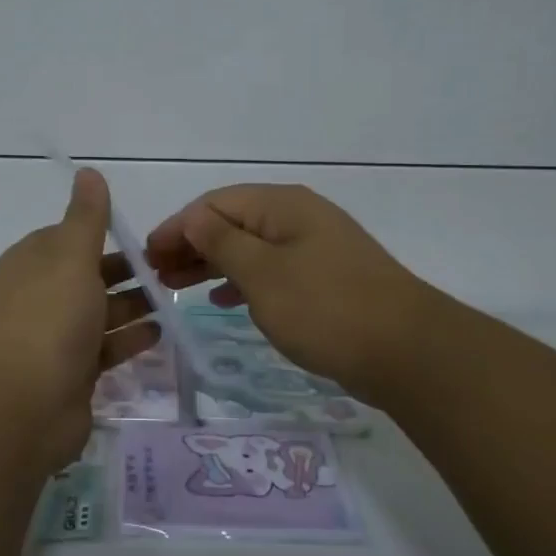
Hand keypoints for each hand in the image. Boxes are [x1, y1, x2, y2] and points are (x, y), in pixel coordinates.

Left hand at [0, 168, 158, 474]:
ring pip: (99, 314)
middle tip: (172, 270)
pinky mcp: (70, 377)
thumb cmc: (46, 320)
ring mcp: (54, 340)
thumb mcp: (69, 256)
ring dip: (133, 305)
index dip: (104, 235)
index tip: (145, 237)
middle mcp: (40, 298)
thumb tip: (87, 170)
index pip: (69, 239)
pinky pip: (105, 350)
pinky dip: (130, 340)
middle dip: (126, 272)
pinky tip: (159, 333)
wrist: (15, 411)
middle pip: (88, 277)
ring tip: (173, 299)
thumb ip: (86, 217)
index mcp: (32, 263)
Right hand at [145, 183, 451, 404]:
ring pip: (249, 247)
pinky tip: (224, 299)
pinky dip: (242, 281)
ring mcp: (314, 247)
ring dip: (211, 264)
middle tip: (156, 275)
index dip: (177, 227)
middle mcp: (297, 217)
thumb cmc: (325, 308)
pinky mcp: (325, 278)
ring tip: (176, 287)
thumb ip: (222, 242)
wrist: (408, 352)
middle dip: (191, 245)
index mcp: (282, 205)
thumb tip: (192, 218)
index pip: (214, 204)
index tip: (147, 256)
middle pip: (231, 222)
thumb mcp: (263, 274)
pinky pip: (270, 269)